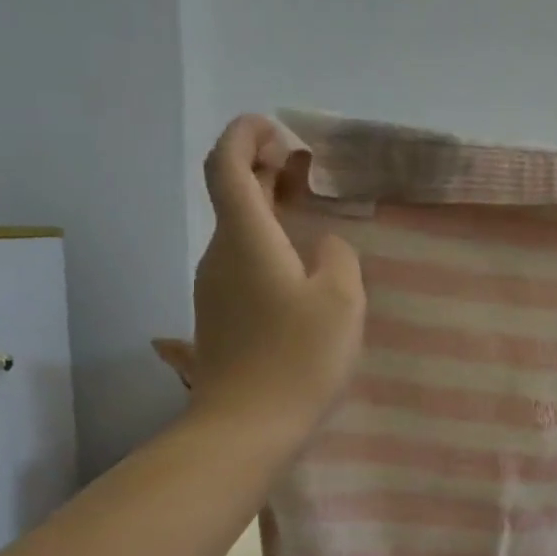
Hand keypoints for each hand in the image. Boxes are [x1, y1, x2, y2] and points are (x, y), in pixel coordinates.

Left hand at [190, 115, 363, 428]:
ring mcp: (215, 289)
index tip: (275, 128)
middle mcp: (221, 255)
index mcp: (246, 239)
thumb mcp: (341, 299)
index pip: (226, 165)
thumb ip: (337, 257)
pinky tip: (301, 270)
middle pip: (233, 195)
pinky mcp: (222, 318)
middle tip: (305, 166)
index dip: (244, 135)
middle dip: (264, 169)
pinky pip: (243, 264)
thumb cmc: (298, 357)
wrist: (247, 427)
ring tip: (310, 215)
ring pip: (239, 232)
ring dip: (268, 210)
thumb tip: (323, 246)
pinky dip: (268, 246)